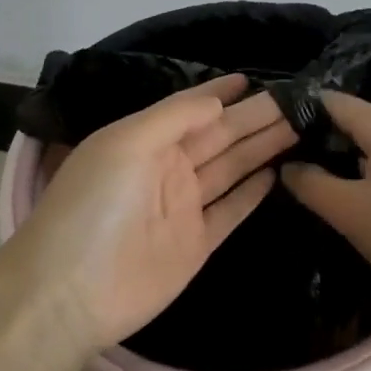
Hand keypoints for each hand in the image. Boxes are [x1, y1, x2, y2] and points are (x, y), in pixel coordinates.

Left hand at [4, 74, 296, 355]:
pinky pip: (231, 211)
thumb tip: (218, 102)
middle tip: (299, 101)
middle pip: (219, 136)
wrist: (71, 291)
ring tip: (298, 127)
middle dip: (255, 117)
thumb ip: (173, 118)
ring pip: (231, 168)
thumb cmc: (94, 205)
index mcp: (145, 140)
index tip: (254, 78)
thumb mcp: (126, 144)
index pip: (190, 108)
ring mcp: (182, 207)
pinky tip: (276, 173)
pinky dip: (252, 193)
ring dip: (262, 147)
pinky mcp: (196, 244)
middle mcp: (166, 169)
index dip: (220, 92)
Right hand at [280, 91, 370, 299]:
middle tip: (273, 159)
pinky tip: (338, 200)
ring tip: (298, 180)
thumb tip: (286, 165)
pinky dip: (356, 178)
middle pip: (349, 122)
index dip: (296, 111)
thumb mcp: (349, 210)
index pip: (331, 100)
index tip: (264, 131)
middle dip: (312, 138)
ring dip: (334, 161)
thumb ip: (310, 183)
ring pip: (365, 149)